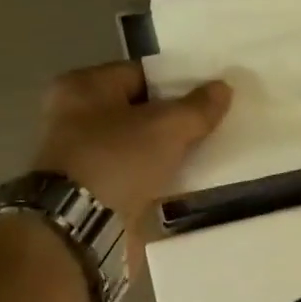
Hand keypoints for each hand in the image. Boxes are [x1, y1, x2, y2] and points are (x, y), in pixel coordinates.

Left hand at [29, 61, 230, 231]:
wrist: (79, 227)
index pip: (140, 74)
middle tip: (215, 122)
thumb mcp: (166, 126)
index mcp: (83, 88)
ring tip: (211, 152)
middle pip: (140, 111)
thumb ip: (198, 107)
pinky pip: (139, 177)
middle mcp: (77, 118)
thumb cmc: (116, 160)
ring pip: (141, 147)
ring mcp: (85, 159)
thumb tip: (223, 88)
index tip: (210, 93)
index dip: (177, 82)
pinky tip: (192, 182)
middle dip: (176, 119)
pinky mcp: (97, 193)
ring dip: (171, 152)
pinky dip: (162, 179)